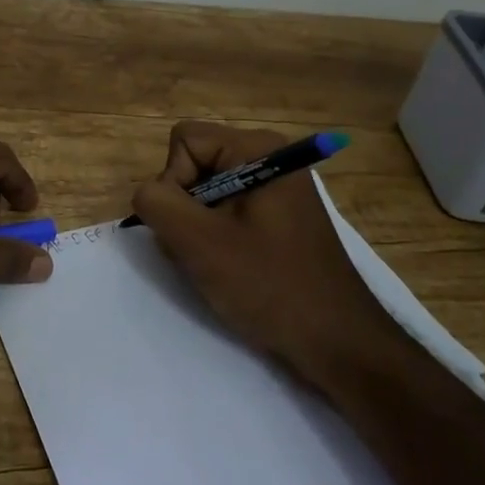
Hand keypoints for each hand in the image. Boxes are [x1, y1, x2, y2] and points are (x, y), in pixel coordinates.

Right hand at [129, 121, 388, 372]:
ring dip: (196, 229)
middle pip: (194, 164)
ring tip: (216, 265)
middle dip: (184, 208)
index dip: (174, 182)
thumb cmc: (270, 286)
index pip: (184, 142)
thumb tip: (146, 193)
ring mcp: (275, 188)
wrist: (337, 342)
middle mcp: (269, 158)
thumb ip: (157, 203)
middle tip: (202, 251)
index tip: (192, 227)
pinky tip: (230, 269)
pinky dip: (215, 238)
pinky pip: (225, 212)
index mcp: (257, 149)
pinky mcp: (277, 217)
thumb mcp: (199, 243)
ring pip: (205, 192)